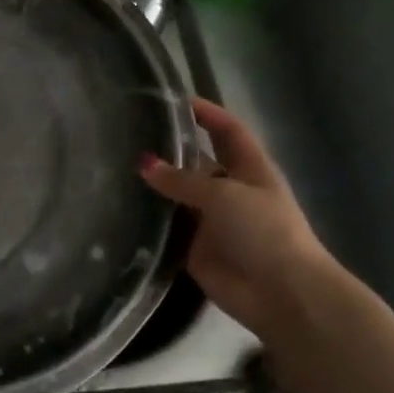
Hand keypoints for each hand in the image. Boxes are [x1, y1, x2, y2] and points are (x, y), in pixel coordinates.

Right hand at [140, 99, 334, 336]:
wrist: (280, 292)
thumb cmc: (264, 231)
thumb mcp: (224, 195)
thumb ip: (182, 179)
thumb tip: (144, 164)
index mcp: (250, 169)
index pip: (228, 131)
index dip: (207, 113)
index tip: (175, 99)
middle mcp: (229, 190)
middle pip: (197, 162)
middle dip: (170, 149)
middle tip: (128, 134)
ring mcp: (211, 220)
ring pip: (178, 195)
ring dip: (154, 186)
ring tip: (113, 166)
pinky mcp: (194, 248)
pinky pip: (166, 228)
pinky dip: (147, 220)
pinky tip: (117, 206)